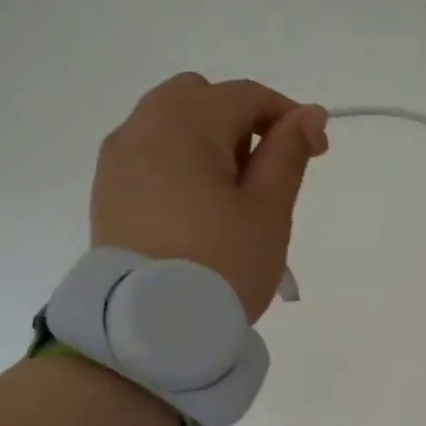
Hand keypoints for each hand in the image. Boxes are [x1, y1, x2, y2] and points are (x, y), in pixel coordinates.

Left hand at [91, 73, 329, 320]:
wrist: (151, 329)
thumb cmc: (222, 263)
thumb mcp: (269, 208)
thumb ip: (289, 152)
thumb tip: (310, 113)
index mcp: (185, 124)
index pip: (246, 96)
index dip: (289, 117)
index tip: (318, 153)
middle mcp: (142, 128)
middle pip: (201, 97)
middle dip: (241, 121)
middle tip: (265, 173)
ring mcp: (117, 160)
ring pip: (171, 123)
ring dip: (209, 141)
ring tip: (232, 196)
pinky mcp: (107, 191)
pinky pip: (150, 154)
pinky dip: (180, 163)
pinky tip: (198, 208)